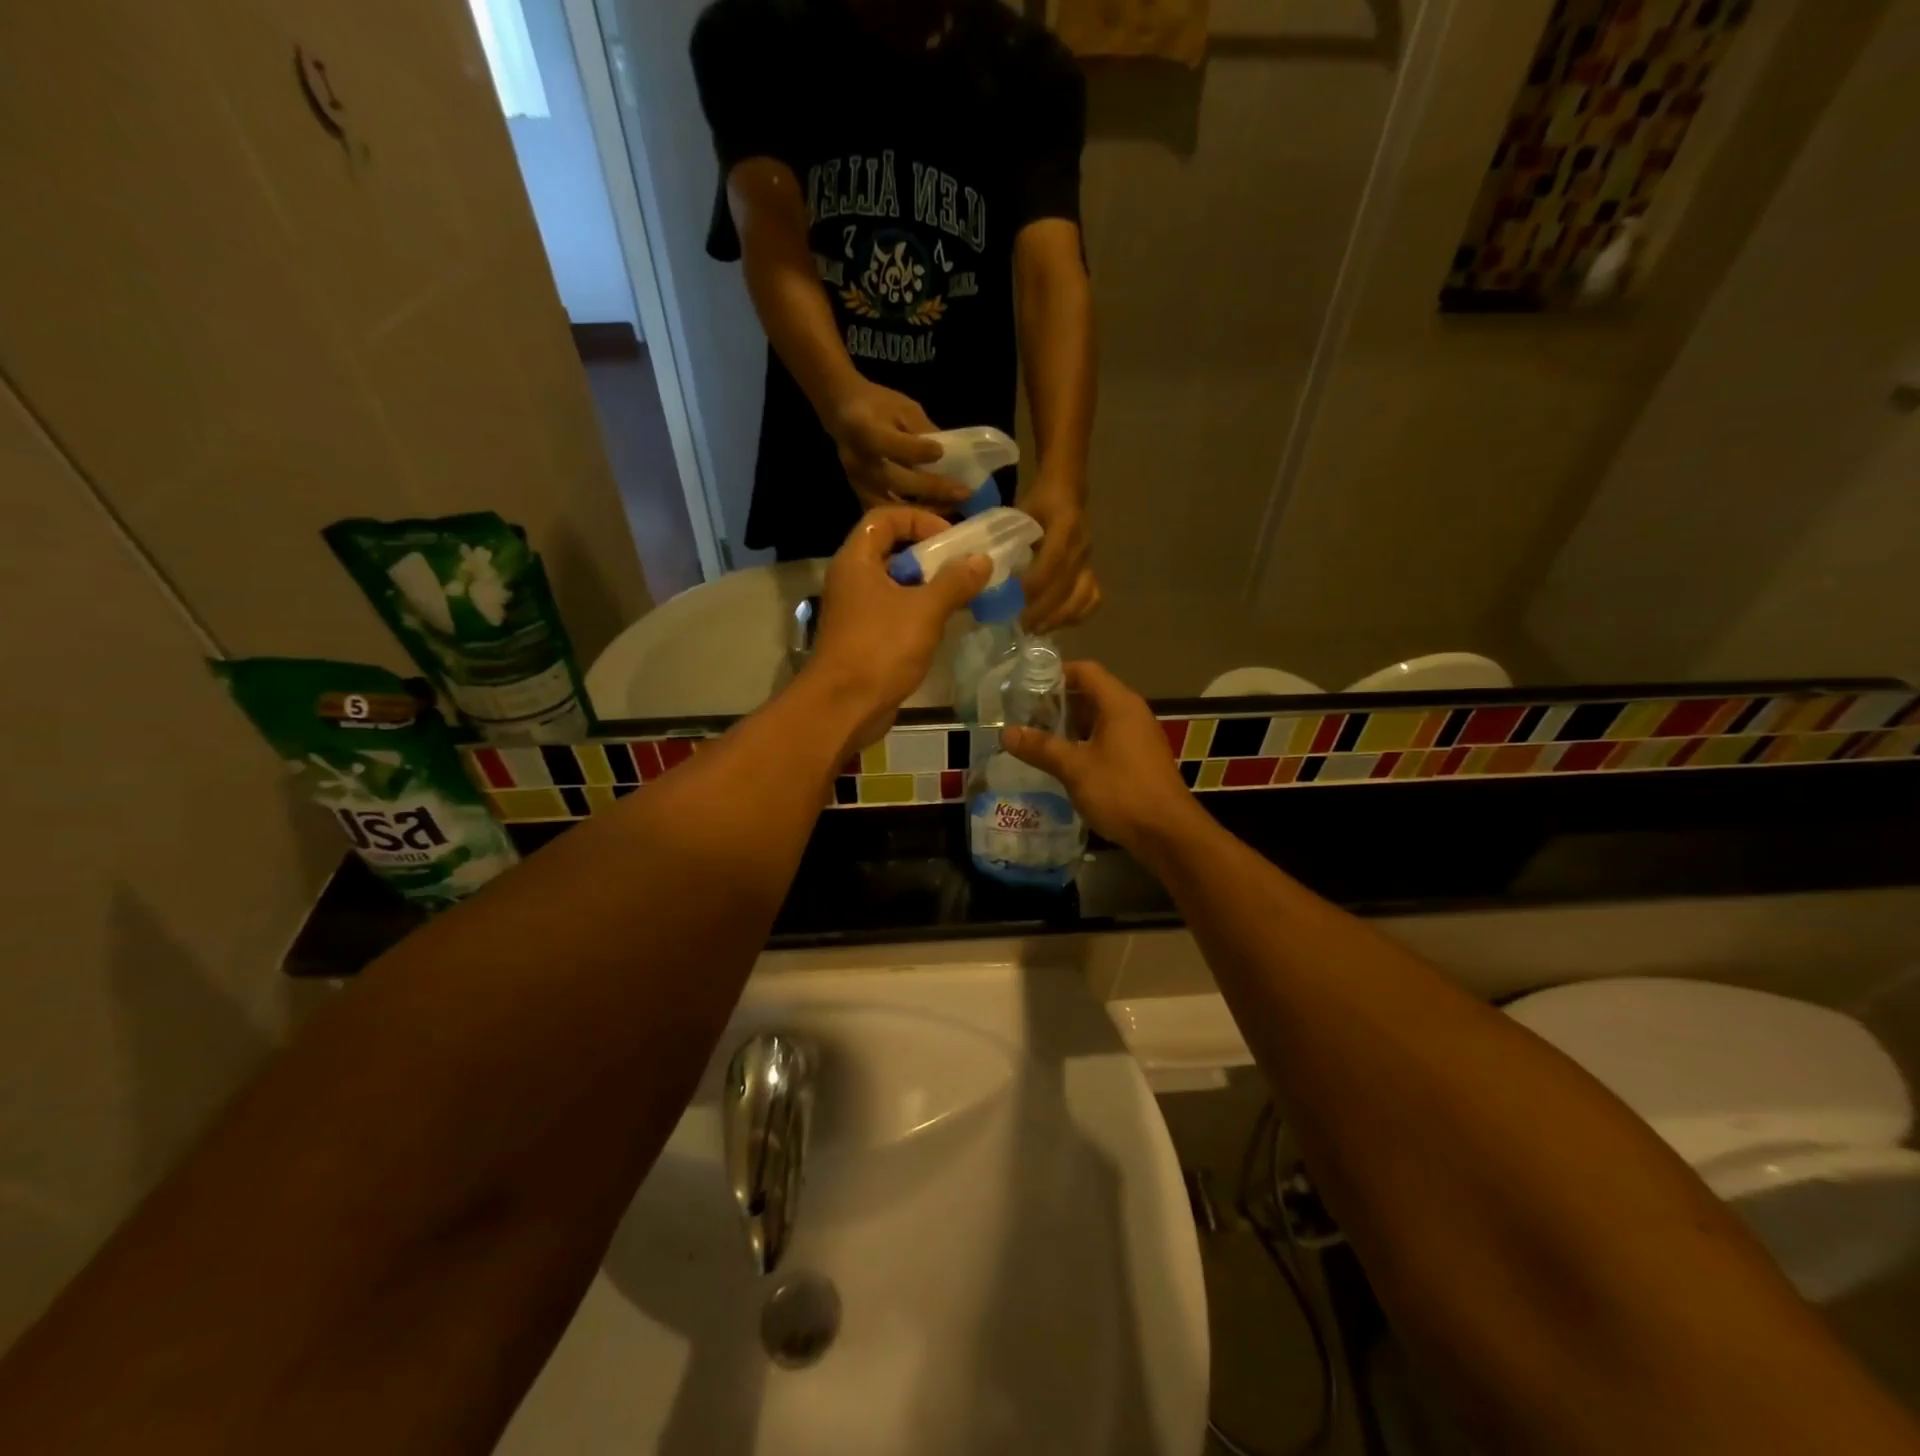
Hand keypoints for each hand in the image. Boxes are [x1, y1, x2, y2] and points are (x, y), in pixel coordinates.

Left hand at [805, 507, 990, 748]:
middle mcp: (851, 580)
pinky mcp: (864, 638)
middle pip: (892, 550)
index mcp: (856, 561)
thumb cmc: (881, 649)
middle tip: (963, 568)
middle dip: (930, 556)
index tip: (951, 540)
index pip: (884, 518)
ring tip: (962, 595)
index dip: (919, 520)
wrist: (844, 707)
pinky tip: (945, 624)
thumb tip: (981, 560)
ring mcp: (856, 611)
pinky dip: (919, 612)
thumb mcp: (925, 610)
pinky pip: (895, 612)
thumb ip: (955, 582)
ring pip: (895, 584)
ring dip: (928, 586)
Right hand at [826, 382, 971, 513]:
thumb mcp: (904, 408)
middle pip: (895, 480)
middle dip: (932, 488)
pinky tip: (933, 517)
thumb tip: (952, 457)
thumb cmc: (877, 405)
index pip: (889, 444)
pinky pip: (887, 514)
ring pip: (891, 505)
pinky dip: (910, 519)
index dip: (916, 450)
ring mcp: (858, 482)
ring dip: (924, 509)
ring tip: (952, 508)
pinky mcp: (860, 496)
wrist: (841, 410)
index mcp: (864, 429)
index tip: (940, 452)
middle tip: (963, 493)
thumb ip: (924, 432)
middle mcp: (859, 460)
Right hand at [999, 660, 1200, 853]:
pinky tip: (1062, 761)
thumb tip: (1006, 733)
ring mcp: (1138, 737)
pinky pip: (1106, 739)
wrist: (1168, 834)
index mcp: (1119, 704)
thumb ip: (1041, 748)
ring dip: (1069, 725)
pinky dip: (1083, 743)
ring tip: (1036, 737)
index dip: (1055, 673)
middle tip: (1024, 715)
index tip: (1026, 686)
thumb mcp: (1075, 768)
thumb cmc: (1121, 791)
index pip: (1085, 671)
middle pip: (1090, 693)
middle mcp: (1131, 713)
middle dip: (1057, 702)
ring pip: (1098, 719)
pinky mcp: (1139, 759)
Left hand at [1016, 478, 1099, 633]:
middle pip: (1066, 586)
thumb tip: (974, 569)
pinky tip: (1055, 624)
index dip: (1034, 585)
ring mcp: (1089, 561)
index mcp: (1064, 525)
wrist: (1067, 491)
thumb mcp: (1016, 513)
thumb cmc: (1036, 504)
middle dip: (1042, 610)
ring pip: (1082, 597)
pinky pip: (1092, 599)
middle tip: (1019, 626)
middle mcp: (1081, 546)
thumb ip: (1001, 538)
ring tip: (1035, 629)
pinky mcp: (1091, 571)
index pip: (1053, 562)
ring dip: (1058, 618)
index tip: (1014, 602)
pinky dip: (1076, 615)